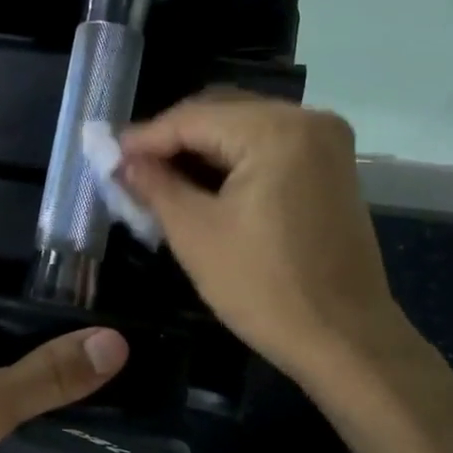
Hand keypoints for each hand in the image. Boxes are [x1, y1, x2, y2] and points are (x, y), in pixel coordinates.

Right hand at [119, 94, 400, 386]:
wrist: (345, 339)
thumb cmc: (265, 289)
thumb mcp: (195, 235)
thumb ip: (155, 186)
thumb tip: (122, 161)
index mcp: (277, 130)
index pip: (193, 118)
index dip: (145, 137)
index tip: (107, 155)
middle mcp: (309, 120)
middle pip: (222, 113)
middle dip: (173, 139)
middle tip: (130, 168)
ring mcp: (327, 143)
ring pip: (245, 128)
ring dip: (201, 150)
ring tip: (158, 177)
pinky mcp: (332, 168)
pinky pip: (269, 147)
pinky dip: (232, 161)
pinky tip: (201, 183)